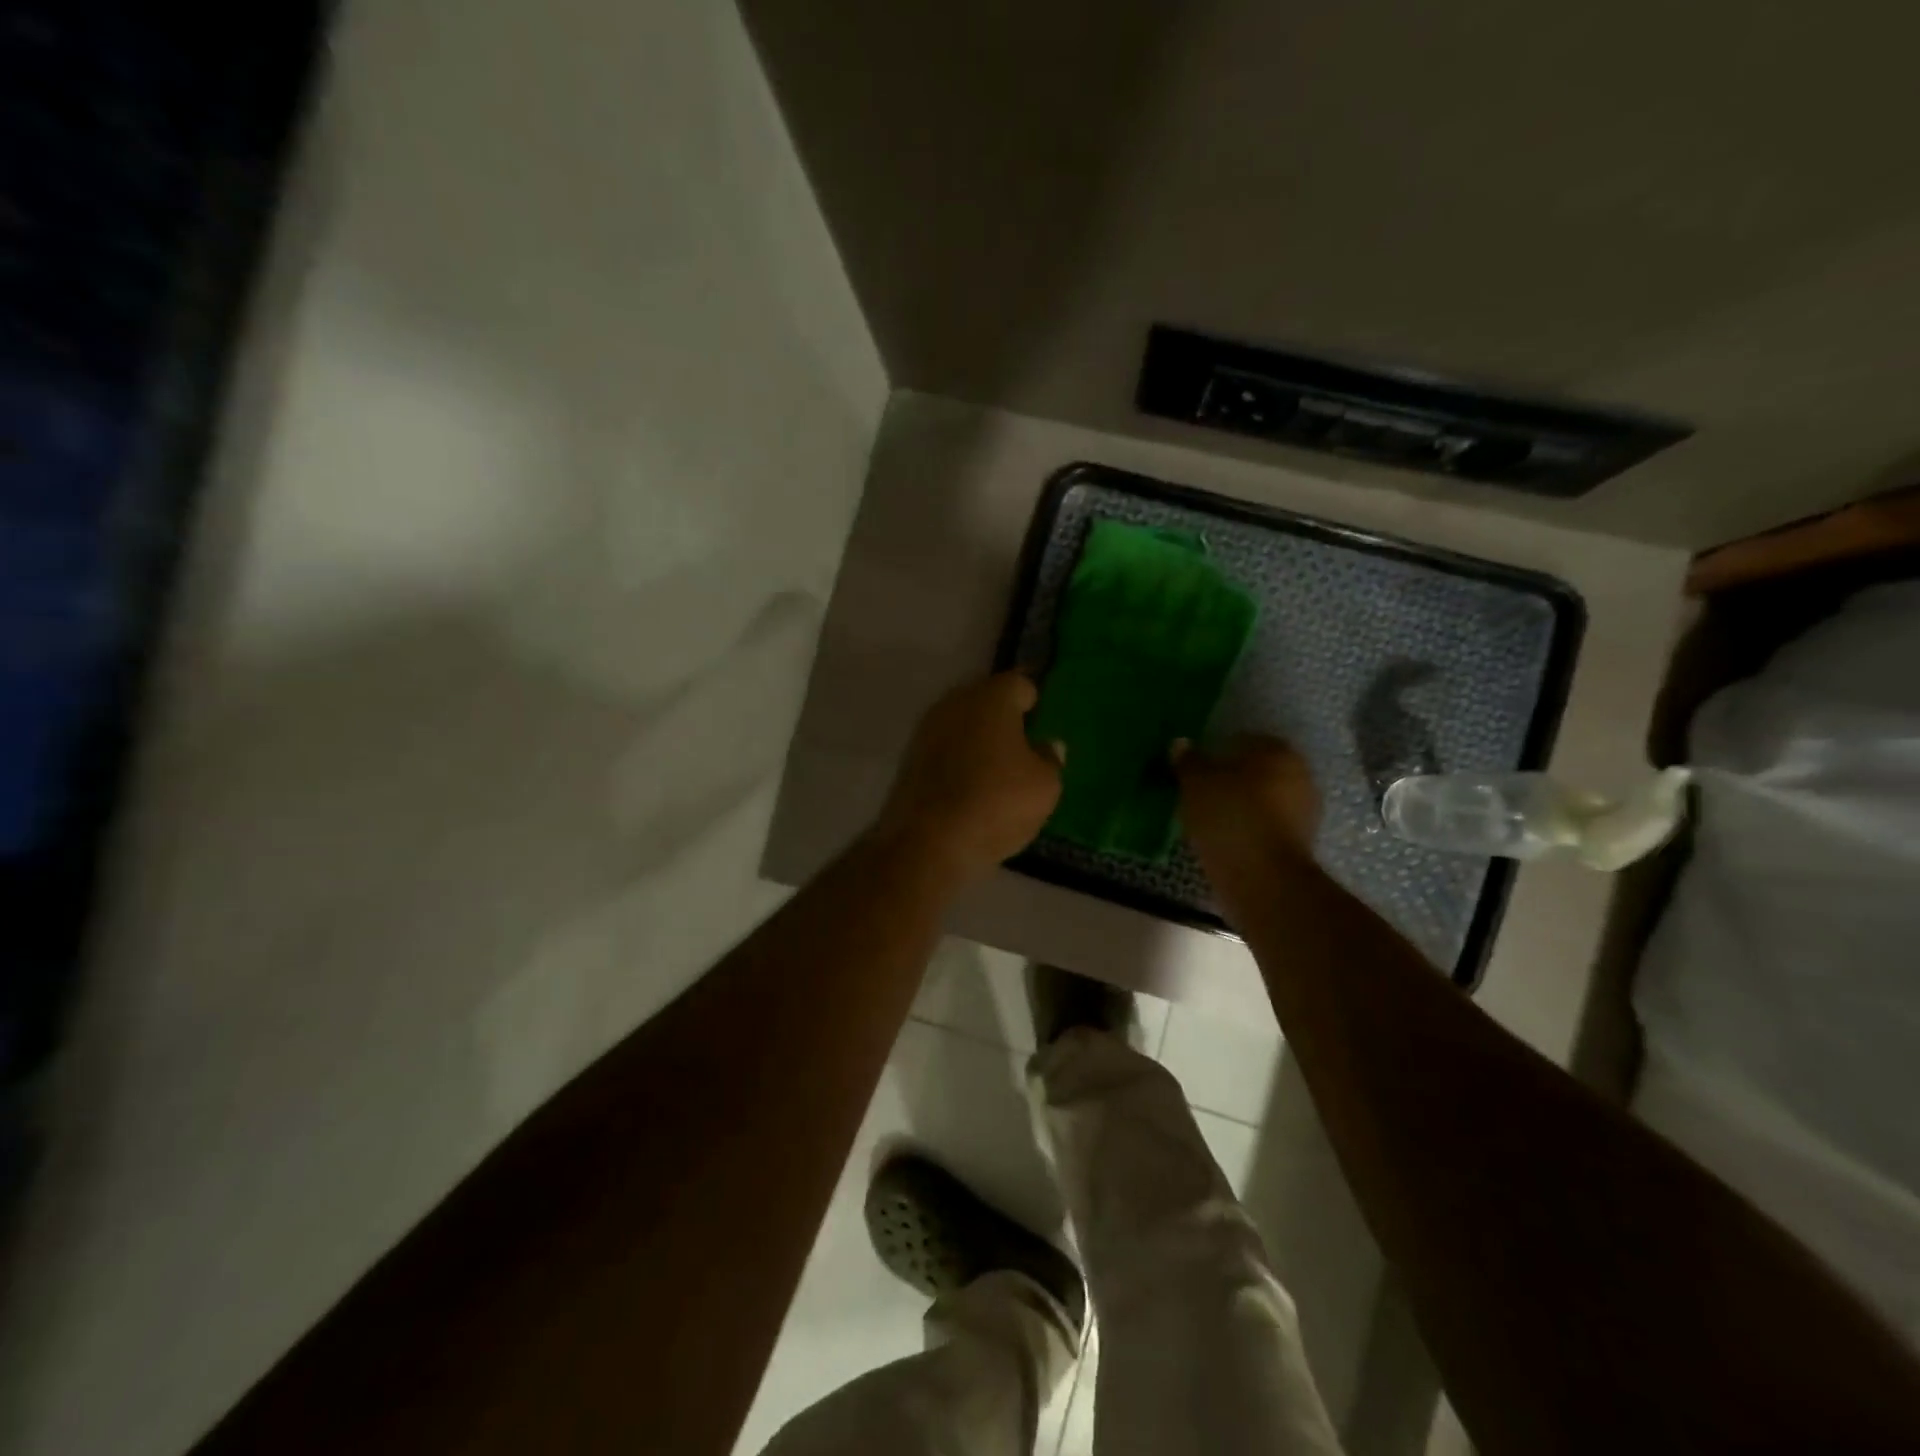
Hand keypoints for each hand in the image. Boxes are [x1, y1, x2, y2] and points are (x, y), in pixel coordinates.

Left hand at [872, 672, 1062, 883]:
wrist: (928, 842)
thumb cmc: (997, 803)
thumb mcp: (1045, 786)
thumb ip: (1050, 759)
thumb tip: (1047, 746)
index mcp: (992, 698)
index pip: (1020, 684)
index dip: (1035, 703)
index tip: (1042, 724)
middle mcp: (955, 702)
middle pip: (987, 701)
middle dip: (1004, 719)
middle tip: (1023, 747)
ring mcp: (927, 729)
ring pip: (962, 724)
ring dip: (978, 740)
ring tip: (998, 770)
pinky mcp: (909, 759)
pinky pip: (944, 749)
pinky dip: (958, 761)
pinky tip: (970, 786)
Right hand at [1174, 735, 1320, 873]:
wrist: (1263, 877)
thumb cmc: (1230, 816)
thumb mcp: (1196, 783)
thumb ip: (1189, 761)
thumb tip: (1180, 743)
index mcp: (1278, 751)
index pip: (1243, 740)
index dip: (1217, 752)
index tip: (1196, 769)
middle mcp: (1300, 774)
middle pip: (1257, 770)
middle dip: (1232, 779)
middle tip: (1200, 793)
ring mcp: (1305, 810)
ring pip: (1263, 799)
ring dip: (1241, 805)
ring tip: (1208, 819)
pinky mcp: (1300, 842)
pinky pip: (1266, 825)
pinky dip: (1248, 828)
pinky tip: (1225, 838)